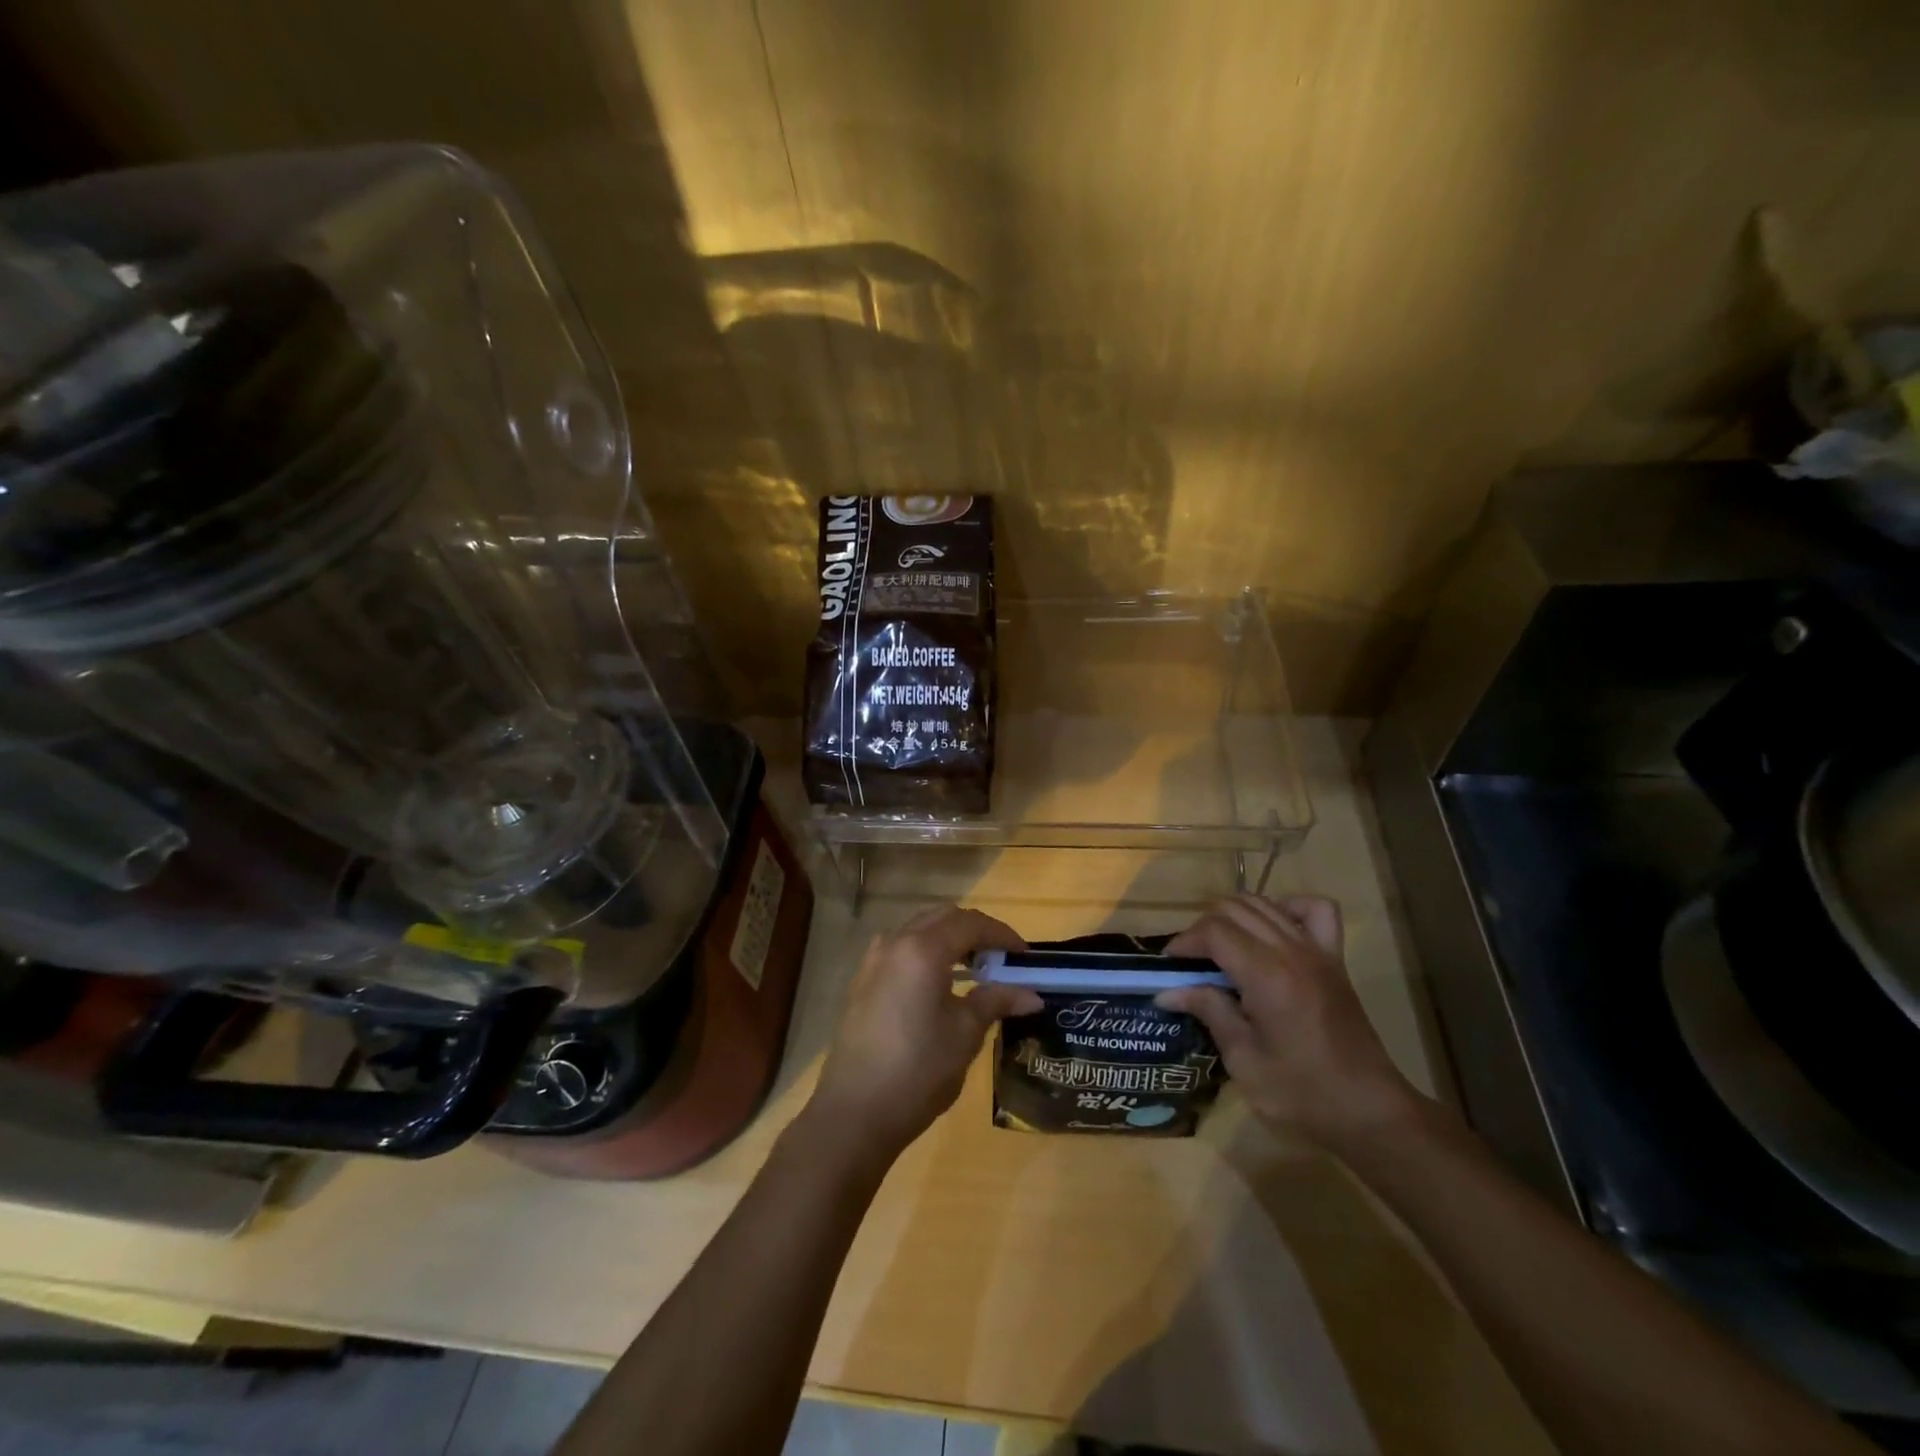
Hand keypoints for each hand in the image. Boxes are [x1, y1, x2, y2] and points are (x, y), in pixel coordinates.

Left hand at [808, 905, 1041, 1158]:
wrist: (854, 1113)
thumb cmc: (917, 1070)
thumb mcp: (965, 1034)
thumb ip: (996, 1001)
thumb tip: (1032, 995)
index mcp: (922, 949)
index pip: (970, 923)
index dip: (1001, 934)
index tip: (1025, 955)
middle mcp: (895, 943)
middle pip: (942, 918)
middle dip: (975, 931)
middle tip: (1001, 957)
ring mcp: (873, 961)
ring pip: (919, 930)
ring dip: (949, 939)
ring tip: (975, 969)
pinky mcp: (862, 982)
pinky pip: (901, 950)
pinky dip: (927, 954)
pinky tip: (941, 985)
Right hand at [1157, 894, 1425, 1149]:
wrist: (1370, 1113)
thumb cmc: (1302, 1095)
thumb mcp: (1244, 1061)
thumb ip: (1209, 1012)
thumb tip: (1167, 991)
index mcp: (1267, 976)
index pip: (1214, 931)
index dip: (1185, 942)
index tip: (1169, 966)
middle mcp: (1292, 951)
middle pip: (1235, 908)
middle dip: (1204, 928)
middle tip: (1191, 962)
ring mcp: (1318, 951)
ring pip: (1265, 903)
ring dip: (1234, 916)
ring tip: (1220, 948)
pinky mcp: (1335, 960)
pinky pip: (1314, 910)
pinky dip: (1286, 908)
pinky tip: (1271, 931)